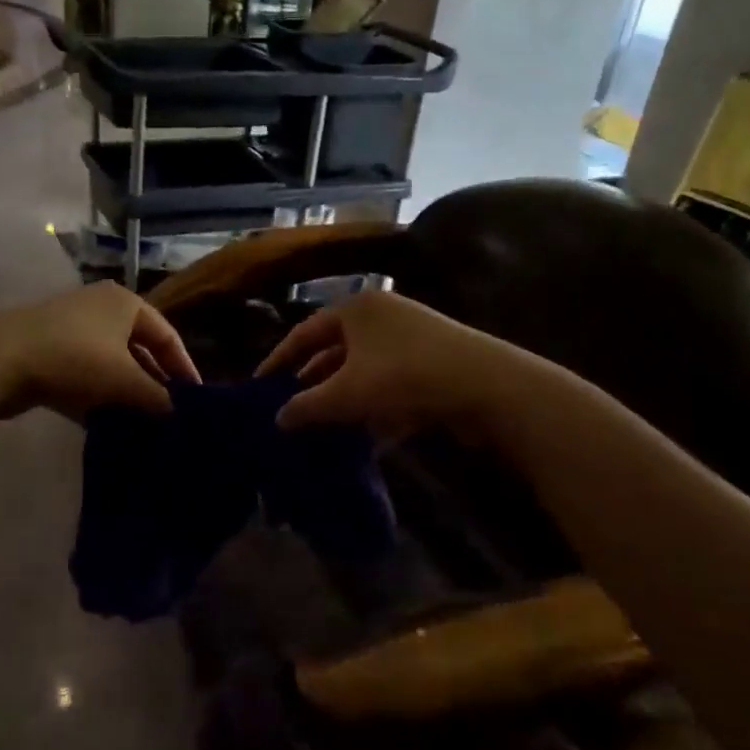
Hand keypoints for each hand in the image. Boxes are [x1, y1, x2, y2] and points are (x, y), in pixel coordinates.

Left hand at [0, 282, 201, 420]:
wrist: (0, 359)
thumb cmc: (75, 358)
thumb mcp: (124, 379)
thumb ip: (157, 397)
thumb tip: (179, 414)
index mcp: (125, 303)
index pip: (167, 335)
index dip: (183, 368)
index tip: (195, 399)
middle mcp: (101, 309)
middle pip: (138, 349)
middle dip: (153, 382)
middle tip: (170, 415)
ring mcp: (71, 329)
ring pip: (109, 365)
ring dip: (125, 393)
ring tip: (142, 424)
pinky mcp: (48, 352)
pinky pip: (84, 375)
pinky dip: (97, 396)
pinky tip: (106, 424)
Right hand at [256, 289, 524, 437]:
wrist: (488, 386)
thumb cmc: (405, 375)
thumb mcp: (347, 393)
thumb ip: (307, 406)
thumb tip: (278, 420)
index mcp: (356, 309)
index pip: (305, 333)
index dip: (279, 359)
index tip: (260, 385)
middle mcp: (382, 317)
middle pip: (334, 351)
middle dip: (312, 383)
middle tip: (288, 410)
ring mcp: (410, 340)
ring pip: (363, 372)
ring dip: (342, 400)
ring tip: (319, 429)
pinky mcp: (432, 366)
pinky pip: (390, 387)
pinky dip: (374, 410)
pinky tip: (362, 440)